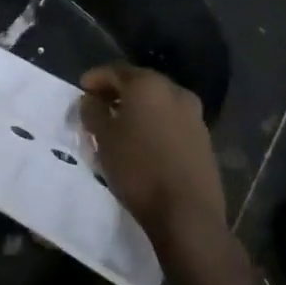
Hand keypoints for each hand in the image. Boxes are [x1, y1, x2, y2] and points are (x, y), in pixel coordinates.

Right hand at [80, 63, 226, 250]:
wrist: (187, 213)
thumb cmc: (138, 169)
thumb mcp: (103, 138)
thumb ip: (93, 111)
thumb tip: (91, 99)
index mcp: (148, 85)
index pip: (115, 71)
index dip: (95, 78)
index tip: (81, 90)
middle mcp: (175, 92)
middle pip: (139, 83)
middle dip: (117, 92)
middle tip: (98, 106)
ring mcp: (194, 116)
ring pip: (158, 102)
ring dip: (137, 108)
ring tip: (119, 125)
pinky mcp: (204, 139)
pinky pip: (172, 120)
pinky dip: (155, 123)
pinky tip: (143, 141)